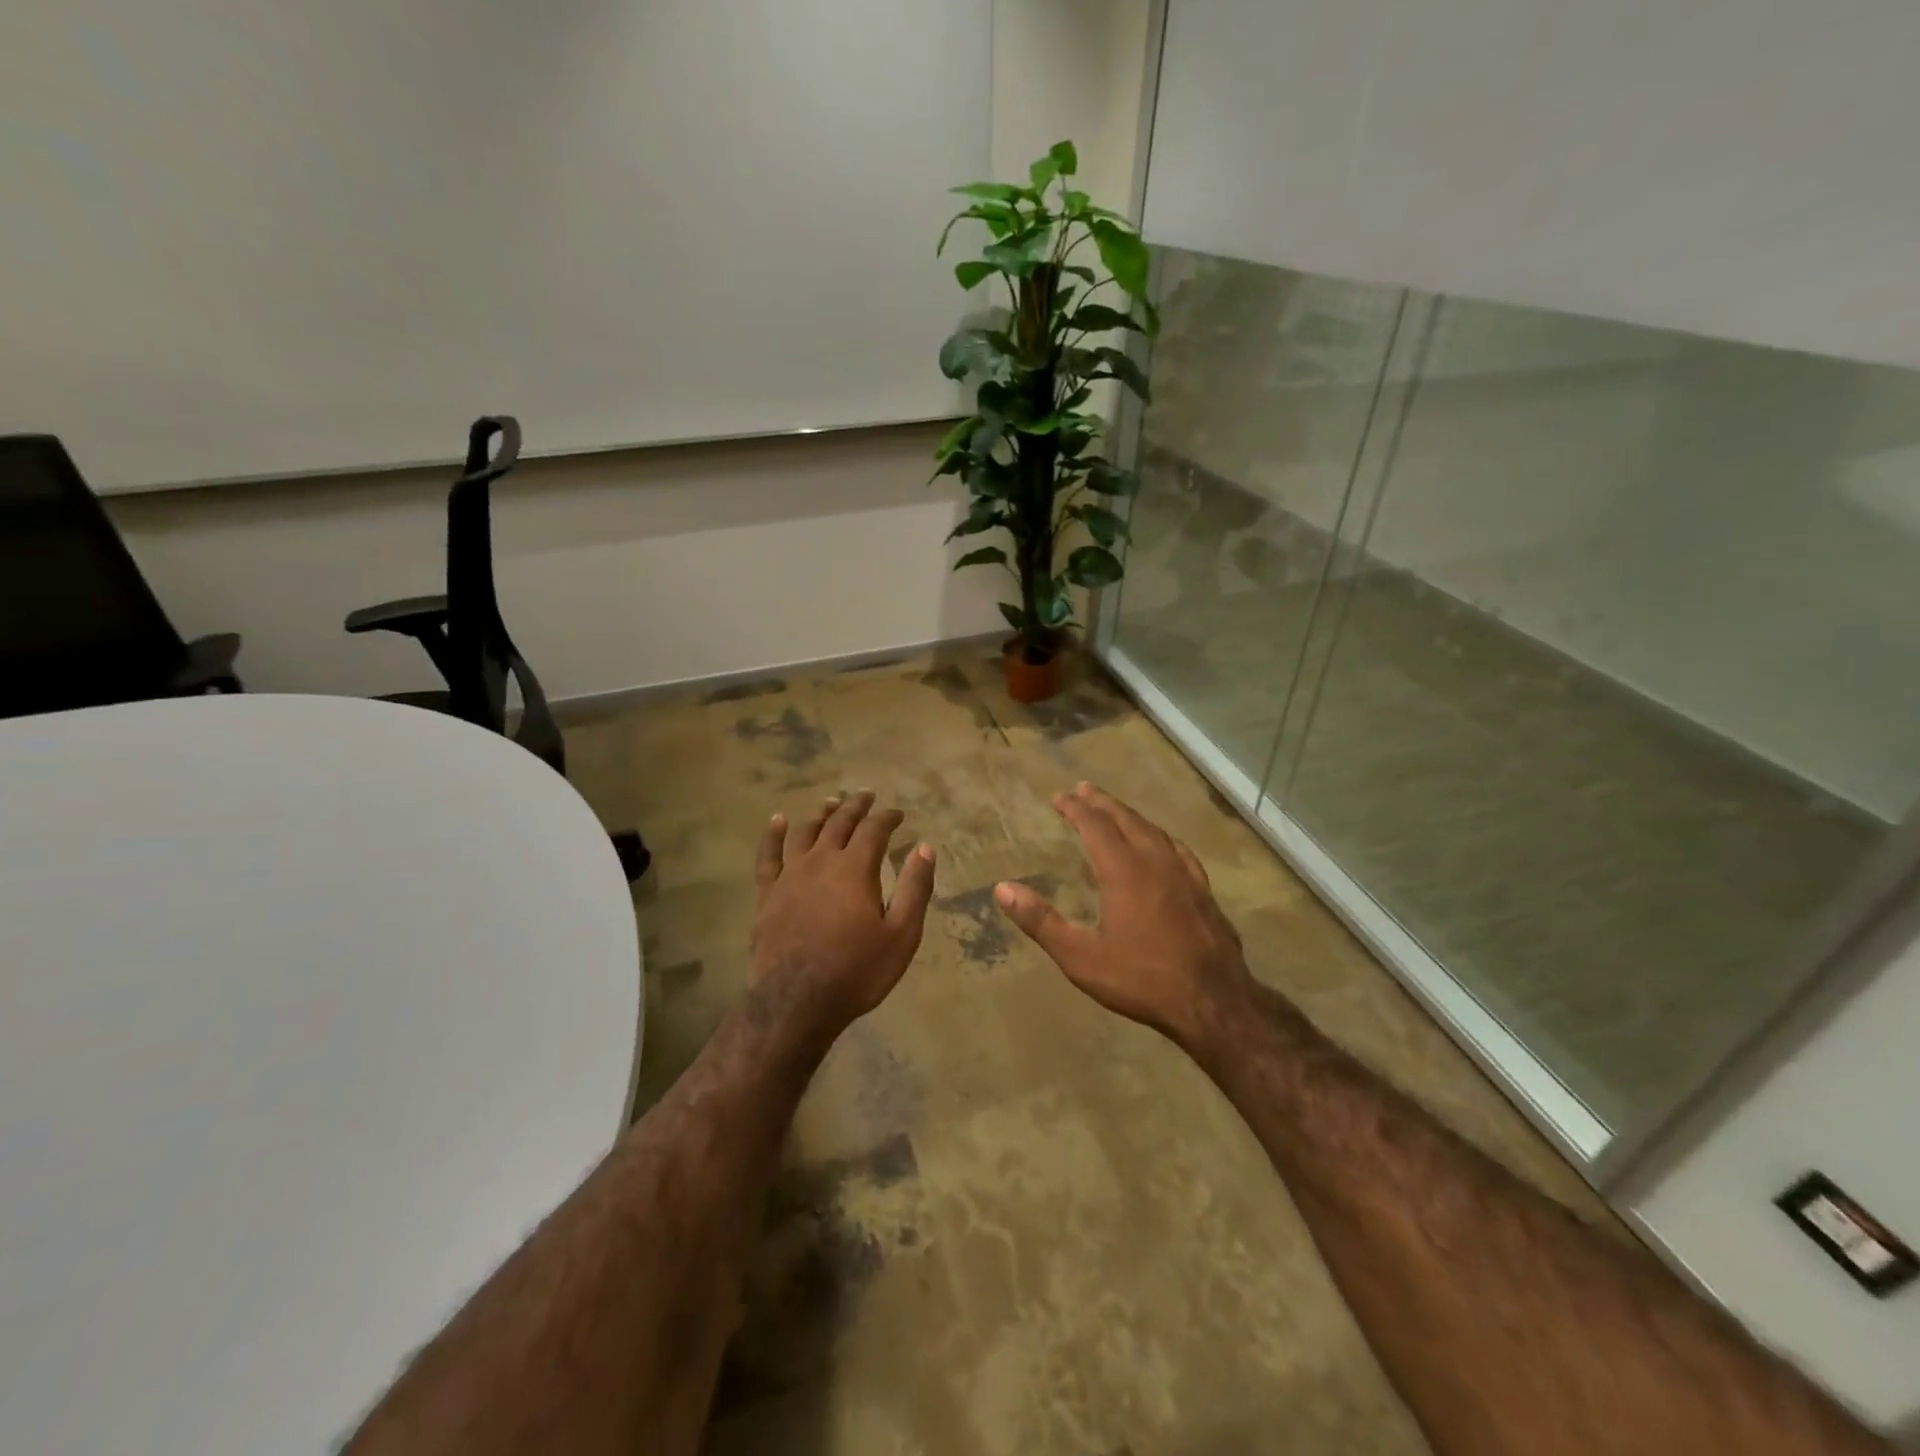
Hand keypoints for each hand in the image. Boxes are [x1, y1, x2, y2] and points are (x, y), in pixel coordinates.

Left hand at [750, 791, 936, 1035]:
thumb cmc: (856, 971)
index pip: (874, 829)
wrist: (795, 1003)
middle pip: (839, 823)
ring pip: (805, 832)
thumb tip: (926, 848)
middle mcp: (821, 861)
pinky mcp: (767, 893)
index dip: (888, 818)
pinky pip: (768, 855)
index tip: (899, 814)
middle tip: (866, 796)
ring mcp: (789, 875)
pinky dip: (773, 834)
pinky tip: (777, 820)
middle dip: (856, 807)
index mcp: (855, 868)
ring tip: (831, 803)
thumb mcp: (901, 935)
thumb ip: (915, 888)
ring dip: (821, 814)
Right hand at [994, 783, 1254, 1051]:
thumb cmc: (1142, 979)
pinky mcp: (1204, 891)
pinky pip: (1178, 849)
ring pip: (1154, 831)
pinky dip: (1160, 836)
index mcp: (1123, 871)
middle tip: (1084, 789)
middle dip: (1102, 803)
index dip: (1076, 809)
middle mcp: (1155, 862)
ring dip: (1130, 815)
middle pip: (1126, 820)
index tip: (1060, 797)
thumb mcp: (1080, 957)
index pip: (1095, 826)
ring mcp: (1185, 874)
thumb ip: (1041, 921)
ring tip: (1116, 810)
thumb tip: (1003, 888)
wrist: (1214, 1002)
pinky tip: (1162, 844)